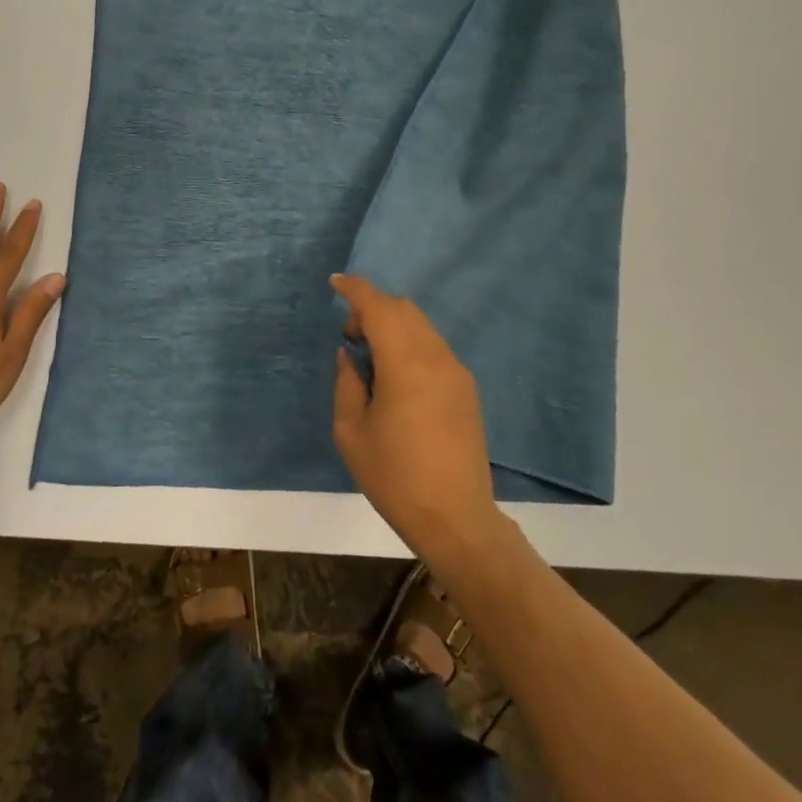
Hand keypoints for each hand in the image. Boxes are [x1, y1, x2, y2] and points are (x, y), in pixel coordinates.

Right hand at [331, 274, 504, 573]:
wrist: (456, 519)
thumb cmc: (394, 477)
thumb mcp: (351, 432)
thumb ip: (347, 383)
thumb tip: (349, 355)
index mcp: (405, 364)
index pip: (379, 307)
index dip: (356, 289)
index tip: (335, 283)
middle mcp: (435, 357)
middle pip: (403, 309)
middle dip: (373, 309)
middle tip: (350, 338)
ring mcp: (456, 371)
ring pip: (421, 325)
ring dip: (393, 326)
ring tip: (372, 360)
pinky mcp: (467, 388)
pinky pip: (433, 347)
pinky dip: (410, 343)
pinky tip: (397, 377)